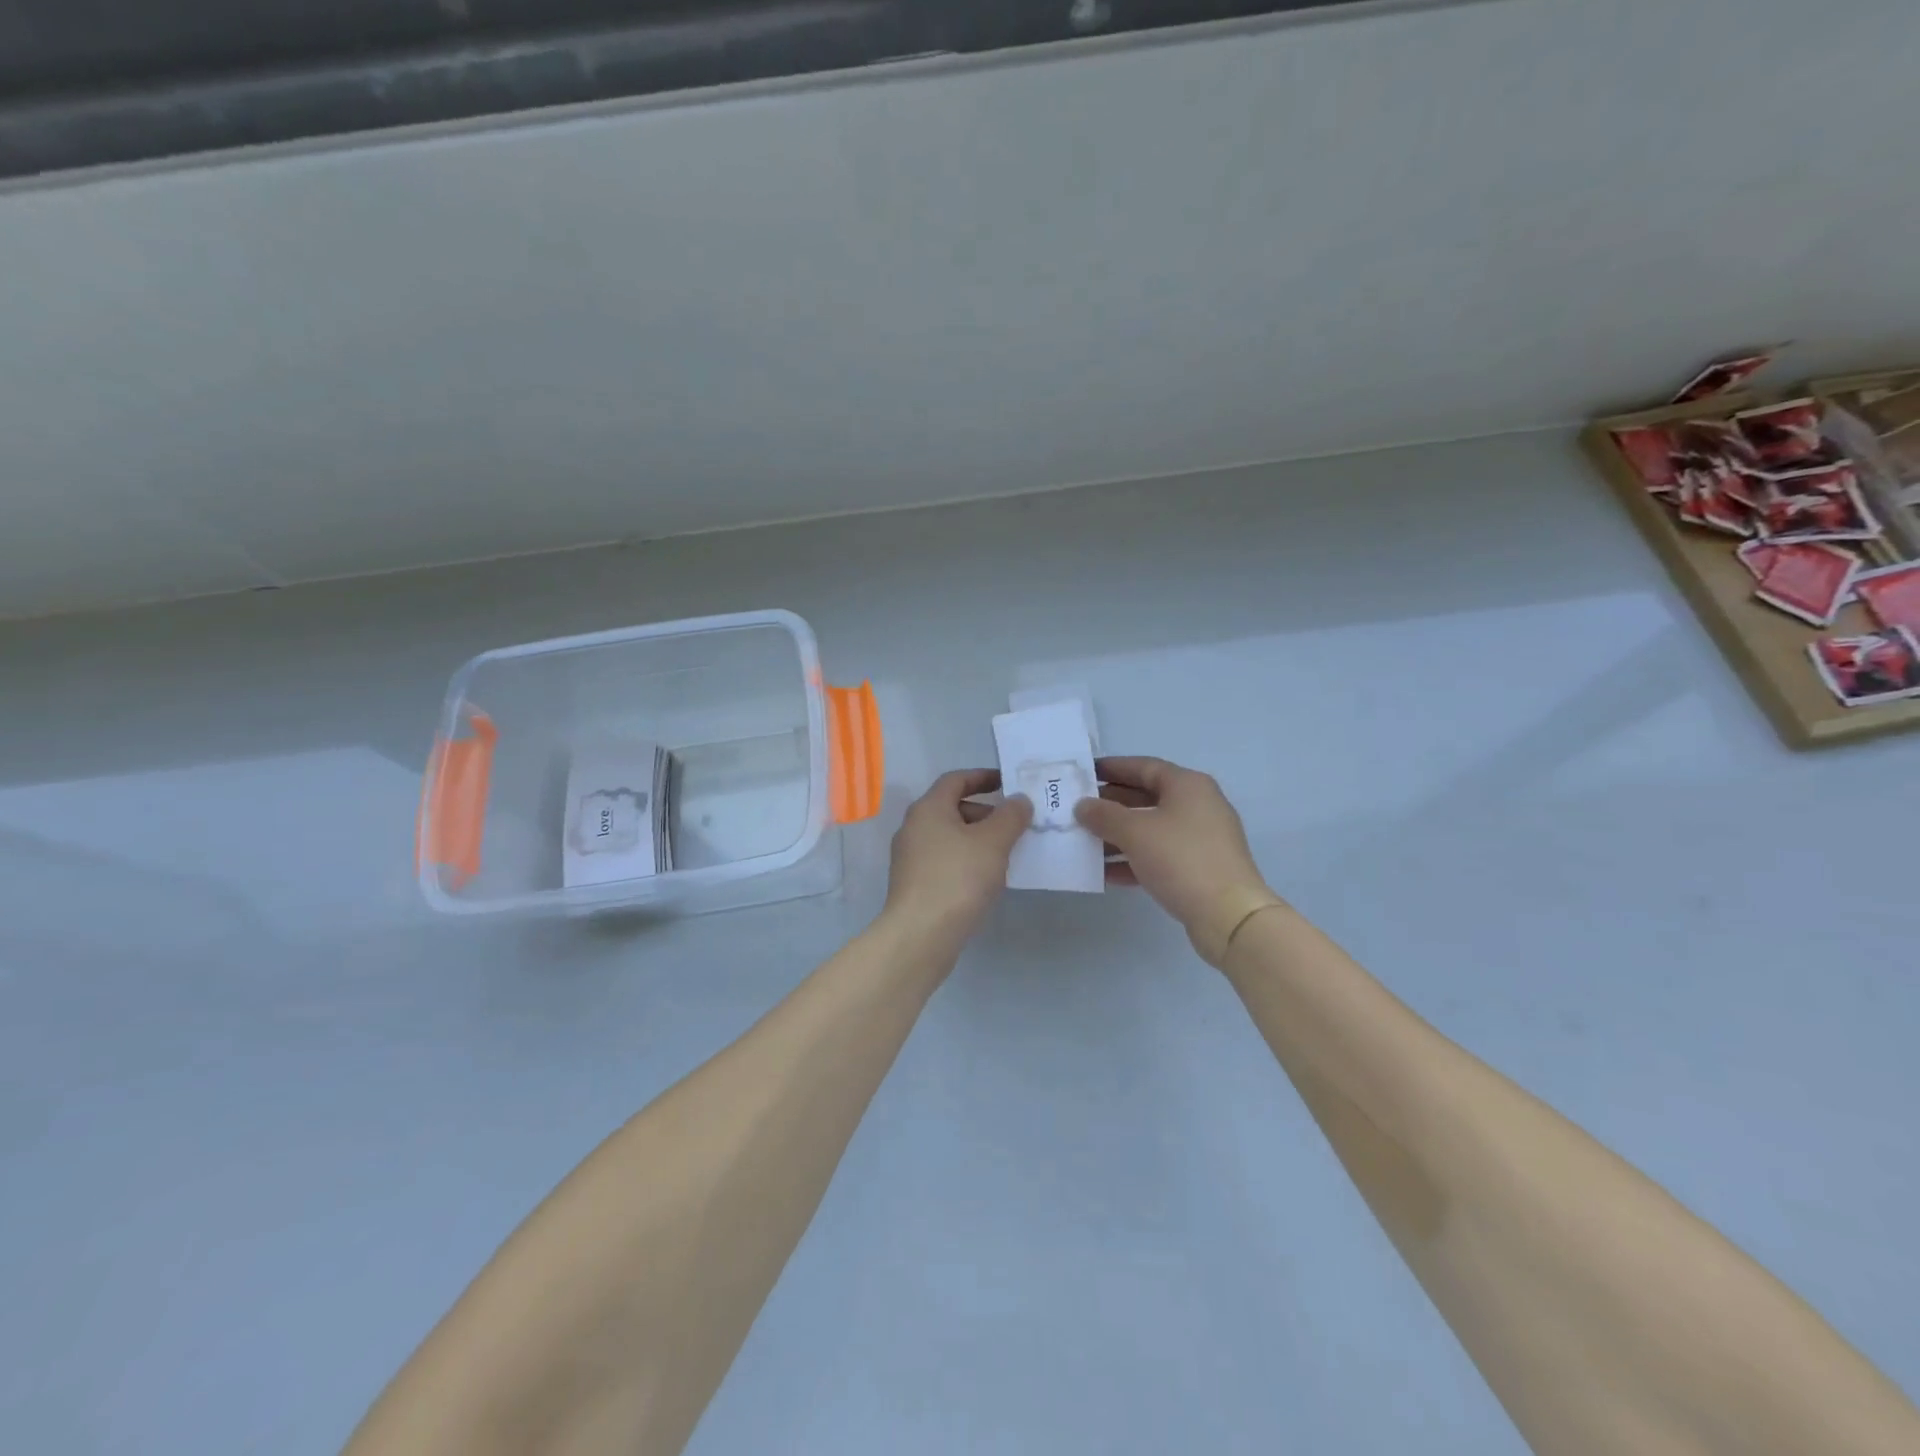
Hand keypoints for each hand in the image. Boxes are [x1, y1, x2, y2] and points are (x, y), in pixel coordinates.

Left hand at [884, 770, 1032, 942]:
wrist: (920, 934)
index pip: (956, 780)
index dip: (983, 777)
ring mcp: (909, 858)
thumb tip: (1019, 800)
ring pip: (949, 837)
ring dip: (977, 839)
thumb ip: (1010, 816)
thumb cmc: (958, 878)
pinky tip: (986, 879)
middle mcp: (913, 827)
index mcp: (928, 808)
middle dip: (985, 812)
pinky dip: (966, 860)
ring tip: (1006, 853)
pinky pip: (944, 860)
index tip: (1009, 783)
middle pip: (952, 808)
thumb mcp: (993, 842)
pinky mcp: (913, 884)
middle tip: (1014, 825)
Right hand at [1074, 756, 1284, 966]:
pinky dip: (1133, 860)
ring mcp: (1201, 839)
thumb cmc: (1181, 859)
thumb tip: (1083, 806)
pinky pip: (1159, 856)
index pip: (1144, 766)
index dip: (1112, 768)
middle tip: (1079, 810)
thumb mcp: (1135, 832)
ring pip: (1151, 829)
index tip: (1084, 773)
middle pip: (1147, 797)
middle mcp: (1198, 806)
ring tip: (1085, 843)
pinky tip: (1105, 874)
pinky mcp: (1199, 868)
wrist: (1229, 915)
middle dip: (1111, 804)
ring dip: (1118, 835)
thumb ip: (1104, 815)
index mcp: (1188, 786)